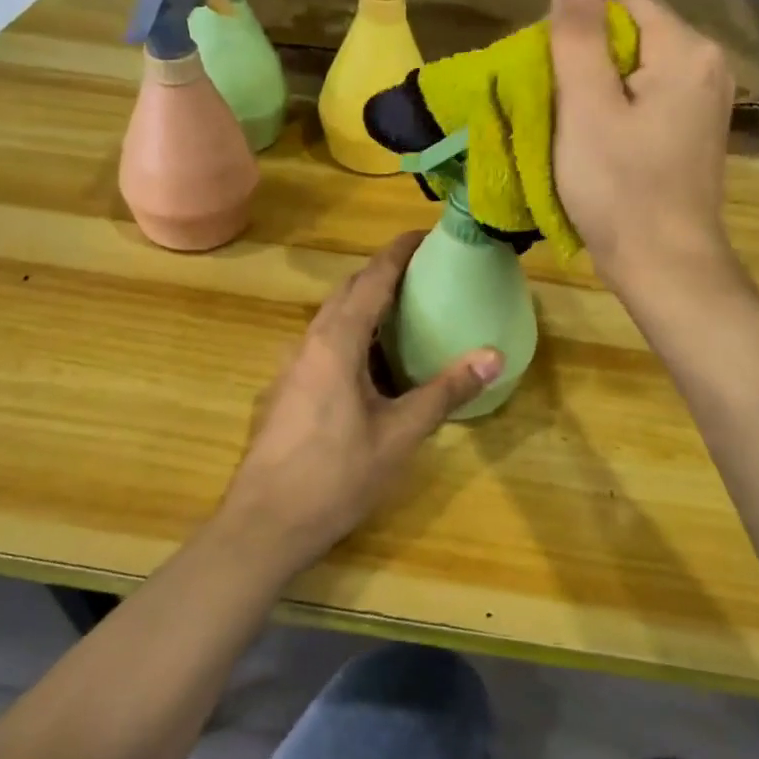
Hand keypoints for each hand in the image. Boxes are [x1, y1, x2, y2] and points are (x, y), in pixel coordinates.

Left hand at [216, 233, 503, 576]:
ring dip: (365, 306)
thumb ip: (445, 391)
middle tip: (423, 273)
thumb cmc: (335, 475)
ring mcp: (291, 367)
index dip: (398, 252)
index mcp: (336, 341)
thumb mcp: (399, 434)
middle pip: (348, 292)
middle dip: (382, 274)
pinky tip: (371, 365)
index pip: (371, 279)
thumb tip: (494, 355)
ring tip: (403, 312)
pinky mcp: (285, 391)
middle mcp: (309, 342)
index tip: (425, 234)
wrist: (264, 524)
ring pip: (331, 319)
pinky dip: (351, 336)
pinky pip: (322, 345)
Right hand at [549, 0, 738, 296]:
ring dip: (598, 82)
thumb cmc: (619, 188)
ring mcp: (706, 98)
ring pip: (637, 64)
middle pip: (632, 28)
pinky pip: (648, 94)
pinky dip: (618, 105)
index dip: (577, 18)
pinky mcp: (695, 129)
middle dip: (587, 53)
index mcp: (686, 48)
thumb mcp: (586, 107)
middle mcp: (707, 63)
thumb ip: (578, 34)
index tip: (550, 65)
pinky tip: (599, 139)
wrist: (665, 266)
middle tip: (555, 99)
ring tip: (571, 122)